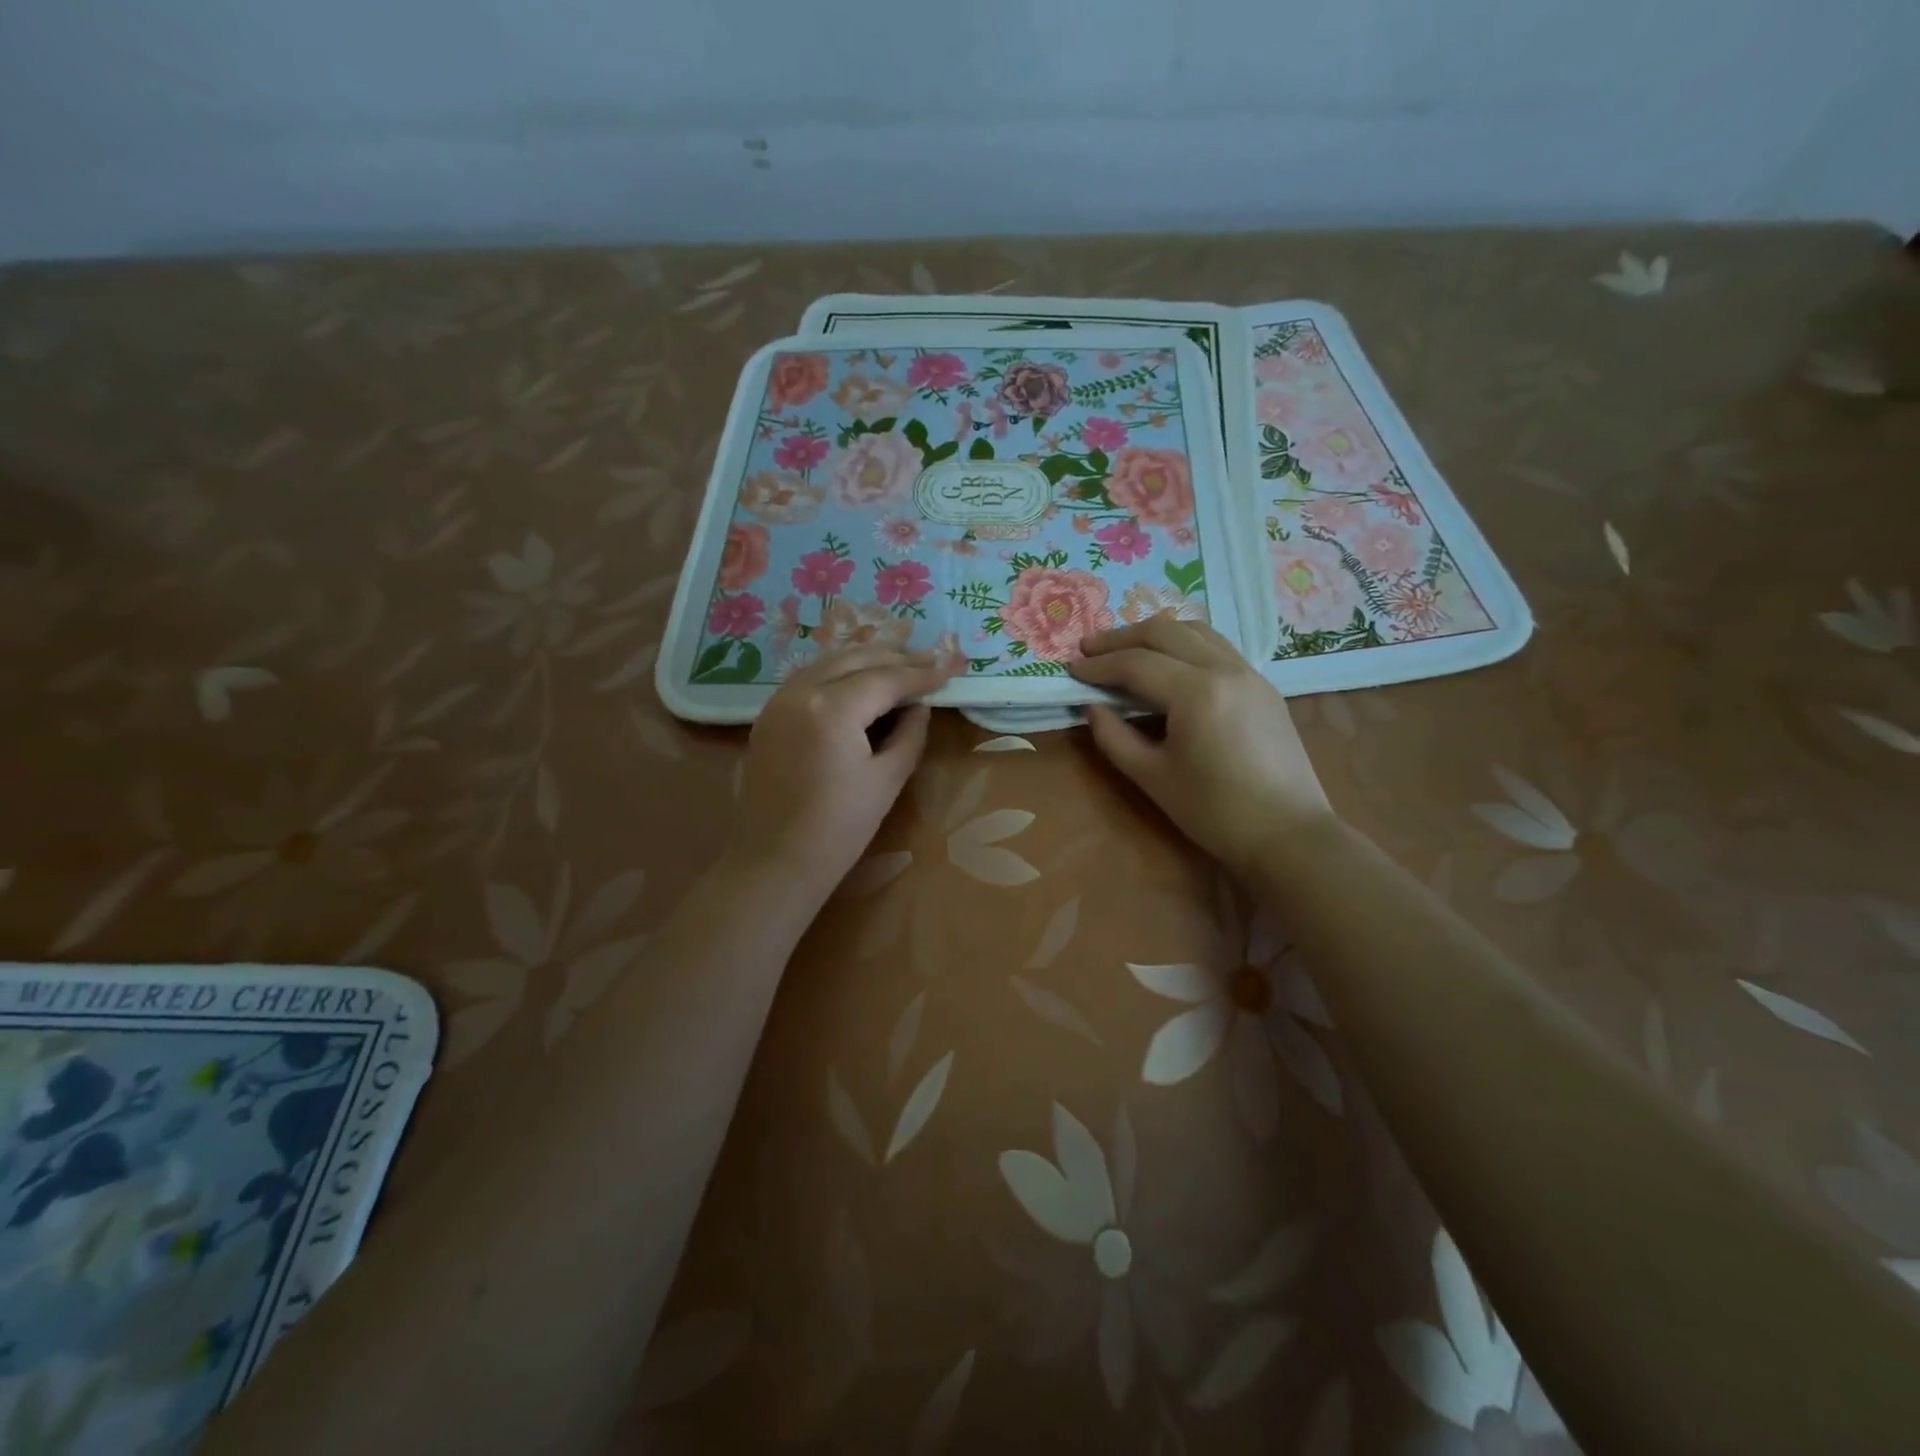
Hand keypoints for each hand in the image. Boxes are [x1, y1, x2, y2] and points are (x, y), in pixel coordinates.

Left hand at [730, 647, 956, 902]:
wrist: (776, 861)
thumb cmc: (840, 828)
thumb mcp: (888, 779)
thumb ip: (910, 733)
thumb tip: (920, 705)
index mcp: (831, 709)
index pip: (885, 678)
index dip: (922, 673)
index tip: (951, 668)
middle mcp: (800, 691)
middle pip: (855, 658)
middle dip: (895, 658)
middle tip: (931, 661)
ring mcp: (778, 700)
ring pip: (828, 662)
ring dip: (866, 659)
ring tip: (901, 665)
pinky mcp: (768, 714)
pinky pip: (809, 677)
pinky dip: (839, 672)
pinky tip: (860, 681)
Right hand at [1069, 618, 1333, 874]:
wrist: (1289, 833)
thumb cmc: (1215, 811)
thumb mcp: (1152, 778)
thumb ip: (1114, 738)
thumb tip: (1093, 708)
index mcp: (1196, 692)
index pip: (1136, 663)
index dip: (1099, 665)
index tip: (1071, 669)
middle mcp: (1224, 669)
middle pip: (1164, 632)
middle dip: (1121, 637)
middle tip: (1090, 649)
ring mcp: (1249, 673)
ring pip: (1195, 630)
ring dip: (1154, 634)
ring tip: (1126, 648)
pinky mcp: (1263, 685)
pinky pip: (1217, 646)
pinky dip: (1184, 643)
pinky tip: (1169, 662)